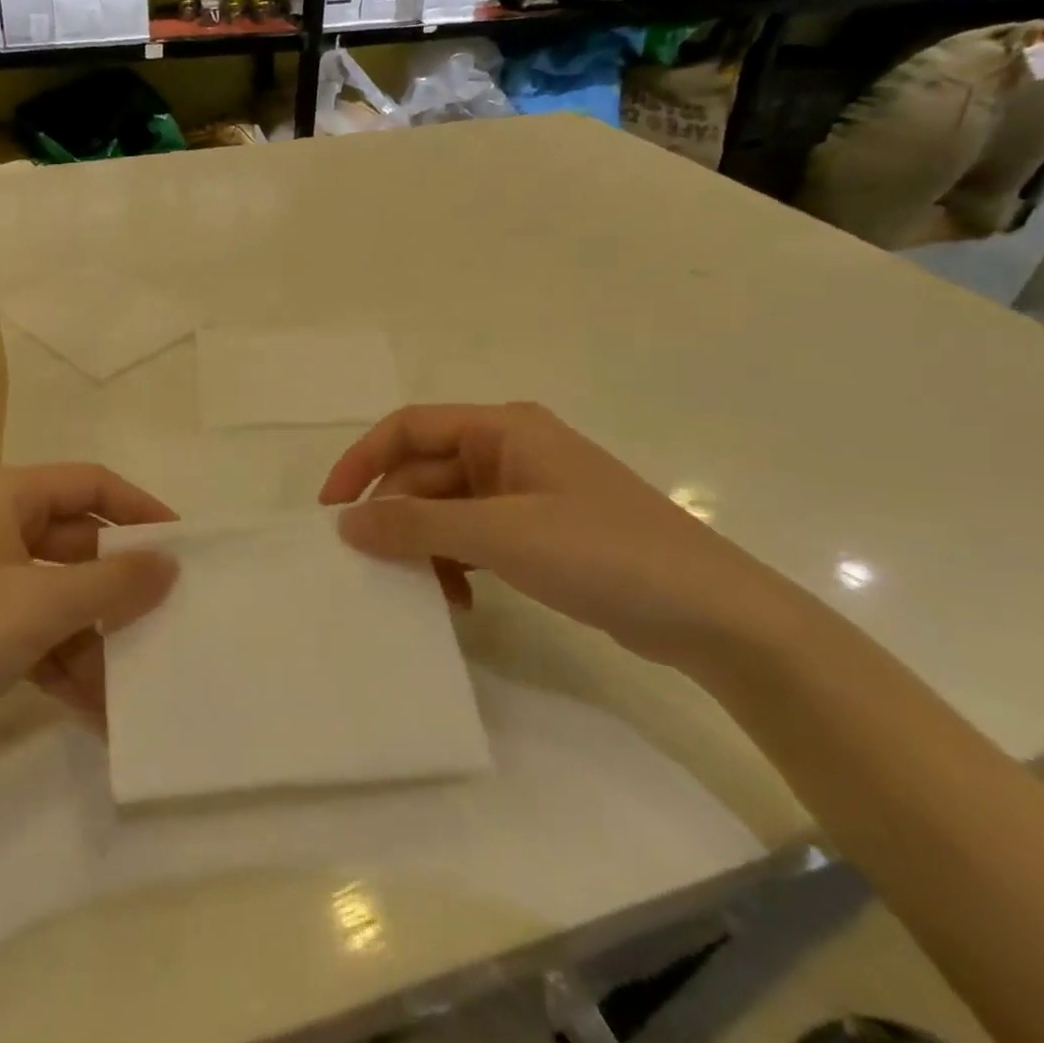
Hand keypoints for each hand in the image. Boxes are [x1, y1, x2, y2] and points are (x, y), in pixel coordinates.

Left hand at [0, 464, 178, 744]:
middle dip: (118, 589)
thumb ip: (114, 583)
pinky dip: (64, 661)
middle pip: (78, 543)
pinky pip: (35, 628)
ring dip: (95, 638)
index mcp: (4, 495)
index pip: (91, 484)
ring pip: (60, 593)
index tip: (182, 547)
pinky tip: (97, 708)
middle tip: (168, 617)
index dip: (141, 511)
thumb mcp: (42, 606)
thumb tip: (169, 565)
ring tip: (136, 682)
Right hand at [319, 403, 808, 672]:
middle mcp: (509, 450)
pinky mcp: (538, 531)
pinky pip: (473, 536)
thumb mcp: (500, 535)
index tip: (331, 509)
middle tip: (374, 568)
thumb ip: (416, 525)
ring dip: (426, 546)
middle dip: (396, 517)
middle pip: (425, 473)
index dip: (362, 462)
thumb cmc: (603, 553)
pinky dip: (456, 562)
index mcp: (501, 429)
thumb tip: (345, 522)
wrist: (712, 614)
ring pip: (446, 508)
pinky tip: (459, 599)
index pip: (408, 428)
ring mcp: (525, 492)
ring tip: (424, 591)